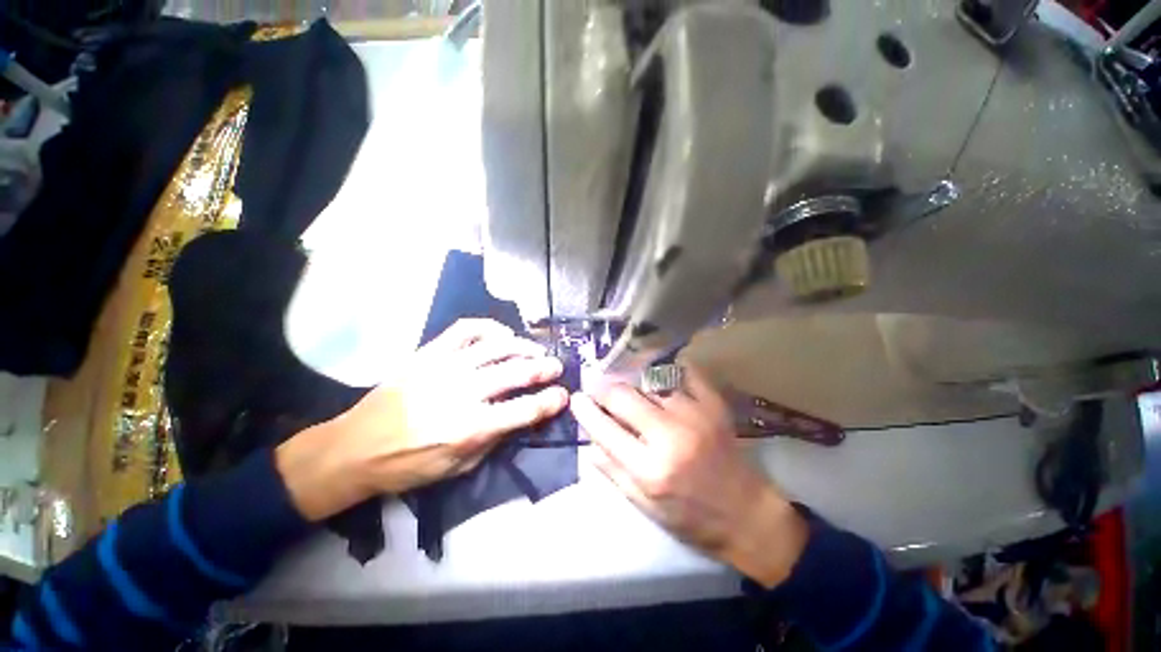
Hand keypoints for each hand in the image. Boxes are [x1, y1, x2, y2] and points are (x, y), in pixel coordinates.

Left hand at [277, 319, 568, 521]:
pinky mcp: (428, 353)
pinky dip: (489, 327)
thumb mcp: (457, 468)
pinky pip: (465, 330)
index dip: (549, 402)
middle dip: (543, 368)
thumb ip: (493, 440)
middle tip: (557, 367)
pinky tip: (501, 334)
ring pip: (495, 347)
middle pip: (514, 373)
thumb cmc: (408, 465)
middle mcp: (460, 393)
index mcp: (468, 428)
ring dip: (522, 346)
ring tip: (535, 350)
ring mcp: (444, 367)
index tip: (563, 395)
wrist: (354, 447)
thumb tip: (520, 416)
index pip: (522, 411)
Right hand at [570, 365, 808, 587]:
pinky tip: (659, 376)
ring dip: (633, 383)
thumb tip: (588, 443)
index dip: (585, 410)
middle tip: (596, 386)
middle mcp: (670, 436)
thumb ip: (613, 471)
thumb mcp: (645, 506)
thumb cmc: (691, 517)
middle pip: (623, 396)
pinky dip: (668, 371)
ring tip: (626, 385)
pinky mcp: (714, 405)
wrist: (746, 514)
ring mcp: (694, 415)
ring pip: (649, 382)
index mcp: (650, 468)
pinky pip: (684, 373)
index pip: (604, 429)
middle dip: (603, 388)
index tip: (576, 398)